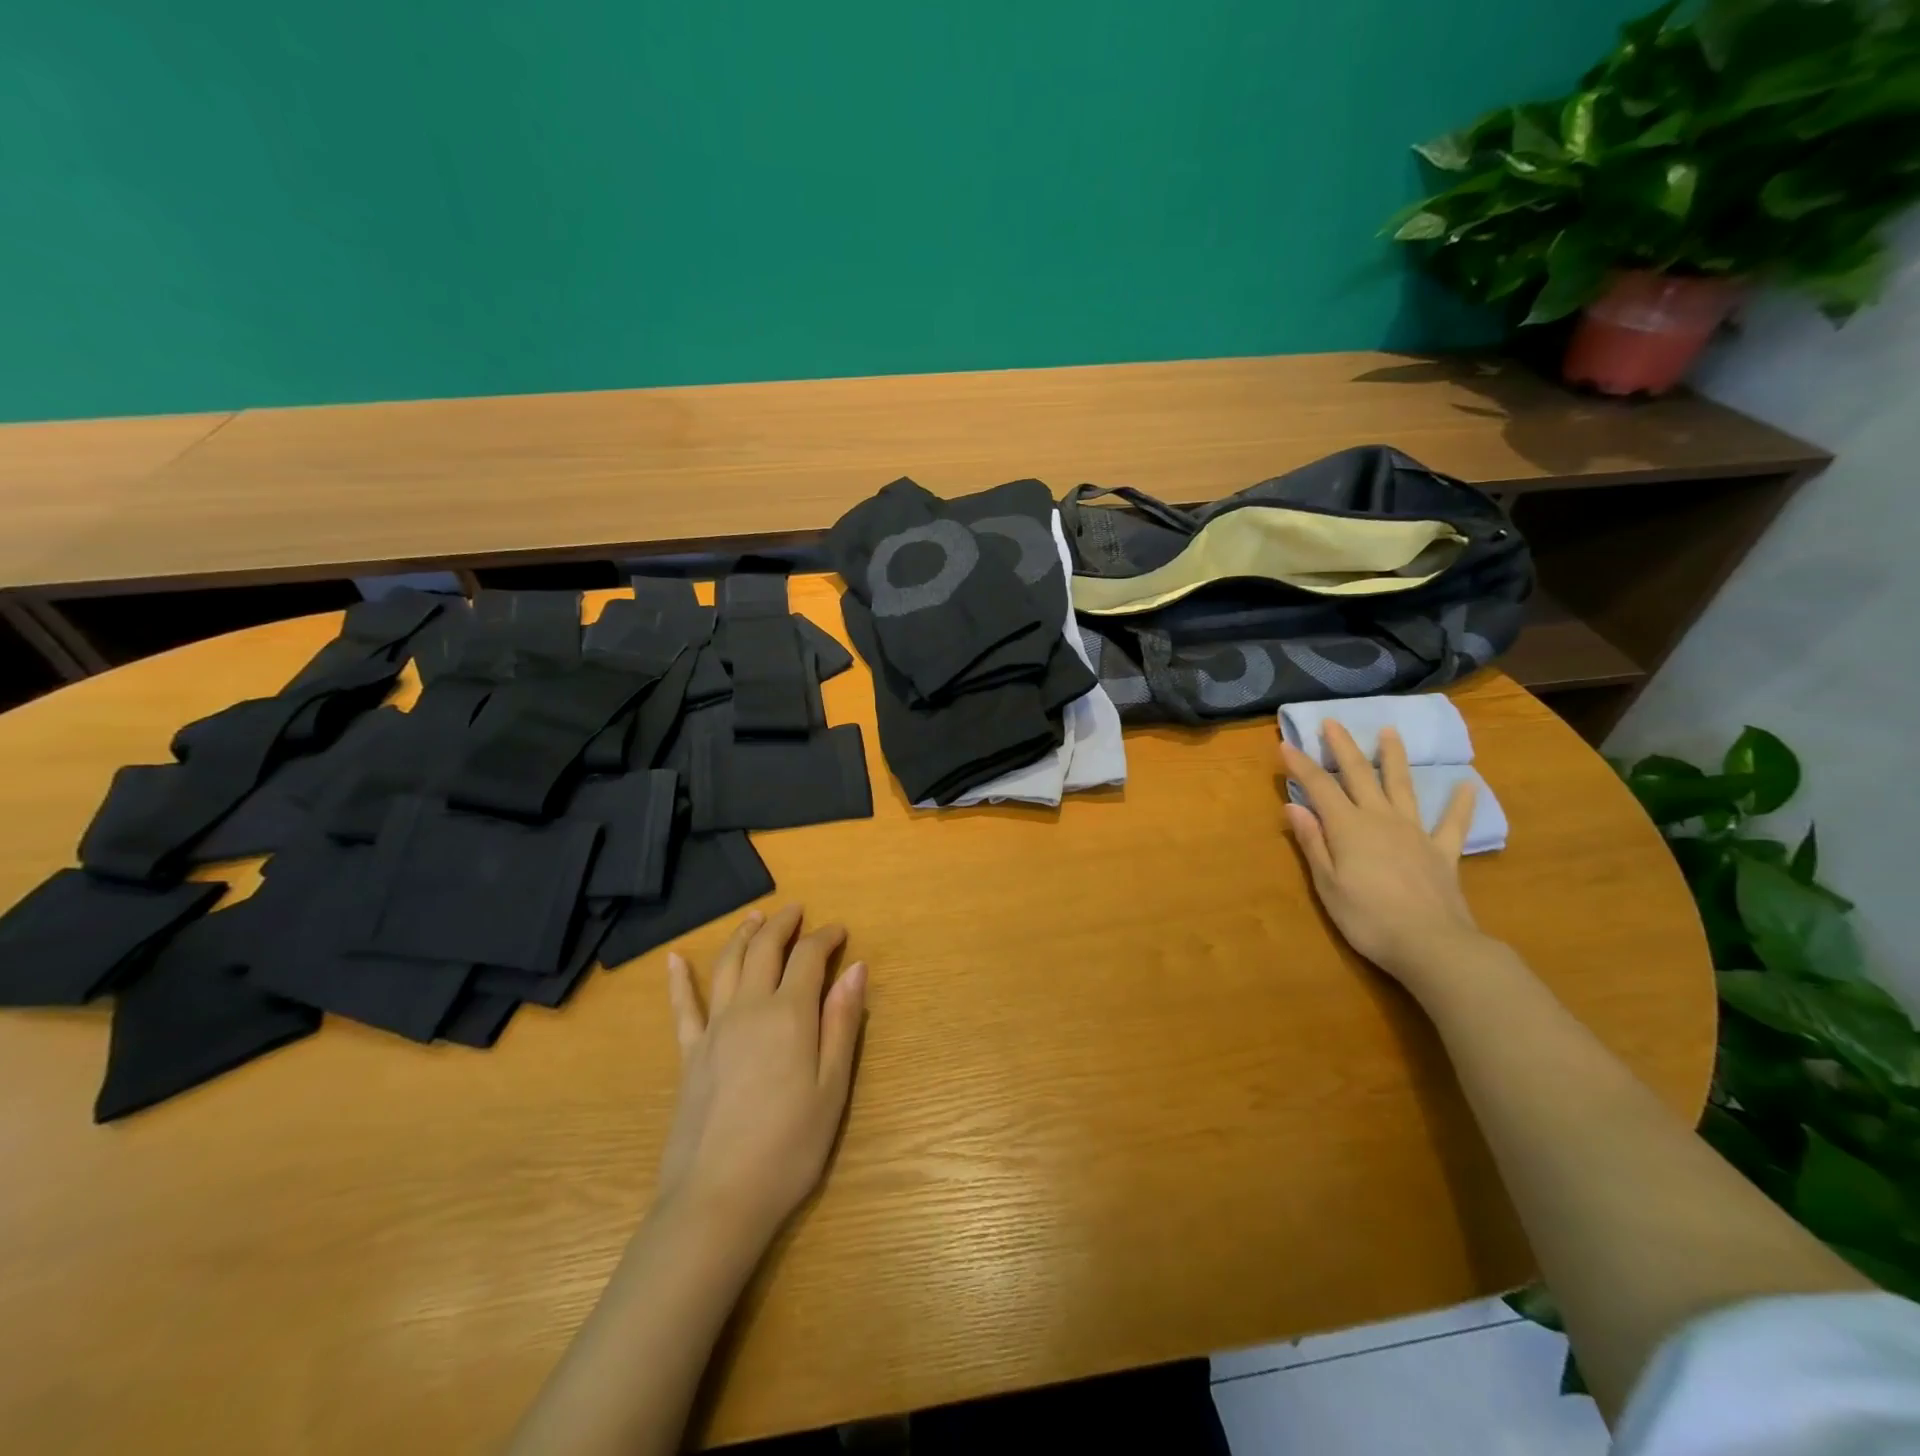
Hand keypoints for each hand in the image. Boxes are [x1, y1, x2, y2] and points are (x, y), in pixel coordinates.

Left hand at [655, 906, 867, 1249]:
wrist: (717, 1200)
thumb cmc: (789, 1147)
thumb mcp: (832, 1088)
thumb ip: (842, 1023)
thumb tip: (856, 968)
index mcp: (789, 1014)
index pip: (808, 958)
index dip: (825, 938)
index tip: (840, 931)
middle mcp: (749, 1008)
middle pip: (764, 950)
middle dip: (783, 924)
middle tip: (796, 910)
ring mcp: (713, 1029)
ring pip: (727, 965)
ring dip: (743, 936)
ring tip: (755, 918)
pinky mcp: (689, 1055)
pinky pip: (682, 1007)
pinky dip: (679, 980)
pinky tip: (674, 959)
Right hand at [1279, 719, 1486, 986]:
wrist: (1432, 945)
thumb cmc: (1368, 918)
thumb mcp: (1327, 884)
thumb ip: (1312, 842)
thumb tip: (1293, 806)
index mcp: (1348, 827)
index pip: (1319, 787)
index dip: (1301, 766)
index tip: (1285, 745)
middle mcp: (1380, 818)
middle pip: (1359, 775)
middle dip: (1343, 747)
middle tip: (1332, 721)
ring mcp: (1415, 832)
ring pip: (1402, 786)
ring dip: (1394, 757)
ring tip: (1390, 732)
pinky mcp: (1442, 852)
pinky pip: (1452, 823)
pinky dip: (1459, 803)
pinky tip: (1467, 784)